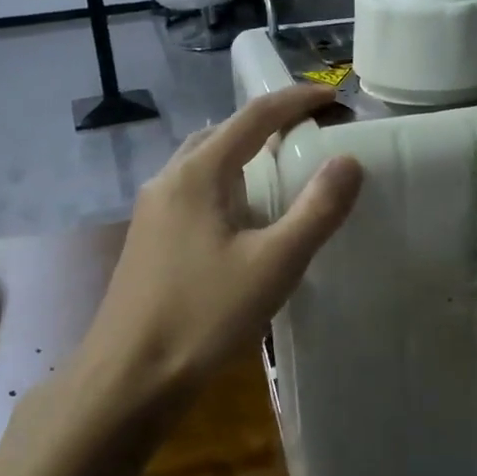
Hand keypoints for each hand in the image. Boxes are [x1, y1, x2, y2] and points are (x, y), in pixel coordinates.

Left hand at [76, 85, 363, 408]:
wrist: (128, 377)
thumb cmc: (203, 316)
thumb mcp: (273, 264)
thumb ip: (316, 210)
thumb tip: (348, 161)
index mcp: (197, 174)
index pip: (254, 116)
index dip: (297, 101)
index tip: (334, 99)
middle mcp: (169, 179)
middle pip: (224, 132)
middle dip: (268, 124)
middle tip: (310, 132)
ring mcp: (153, 209)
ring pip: (205, 163)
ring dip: (244, 154)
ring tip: (282, 169)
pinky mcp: (149, 238)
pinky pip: (194, 191)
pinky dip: (227, 184)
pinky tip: (244, 218)